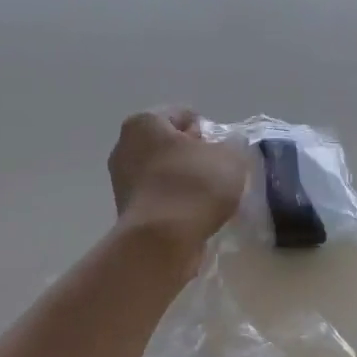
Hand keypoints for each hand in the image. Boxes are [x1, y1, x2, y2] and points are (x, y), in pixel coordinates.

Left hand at [108, 108, 247, 258]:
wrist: (162, 241)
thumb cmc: (194, 186)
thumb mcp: (231, 157)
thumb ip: (234, 144)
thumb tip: (230, 145)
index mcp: (144, 123)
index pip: (183, 114)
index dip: (208, 130)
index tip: (224, 150)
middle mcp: (125, 147)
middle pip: (169, 145)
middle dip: (194, 156)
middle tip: (220, 173)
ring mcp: (122, 182)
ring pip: (164, 174)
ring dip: (185, 182)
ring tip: (211, 198)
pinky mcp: (128, 213)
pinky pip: (160, 200)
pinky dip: (177, 205)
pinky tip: (196, 216)